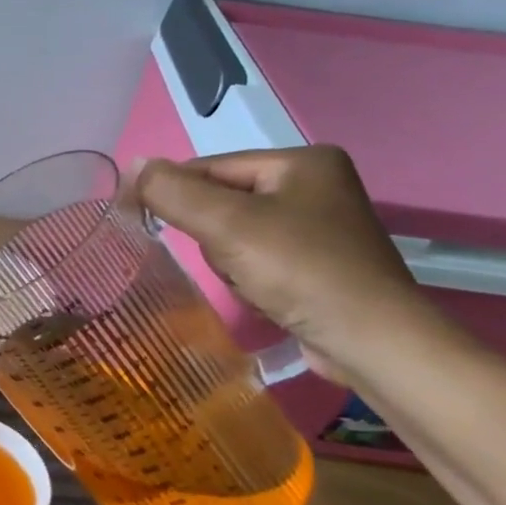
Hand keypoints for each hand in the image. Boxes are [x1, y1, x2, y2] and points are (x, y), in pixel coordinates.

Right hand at [134, 147, 444, 384]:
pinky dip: (249, 275)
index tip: (144, 221)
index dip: (175, 194)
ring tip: (252, 283)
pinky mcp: (319, 261)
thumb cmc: (300, 271)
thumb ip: (173, 192)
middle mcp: (315, 184)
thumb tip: (132, 165)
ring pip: (234, 232)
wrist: (372, 343)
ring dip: (229, 260)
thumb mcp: (226, 225)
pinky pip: (258, 256)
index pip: (210, 167)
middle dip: (213, 236)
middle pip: (222, 201)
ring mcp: (320, 225)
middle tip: (232, 261)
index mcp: (301, 161)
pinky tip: (266, 294)